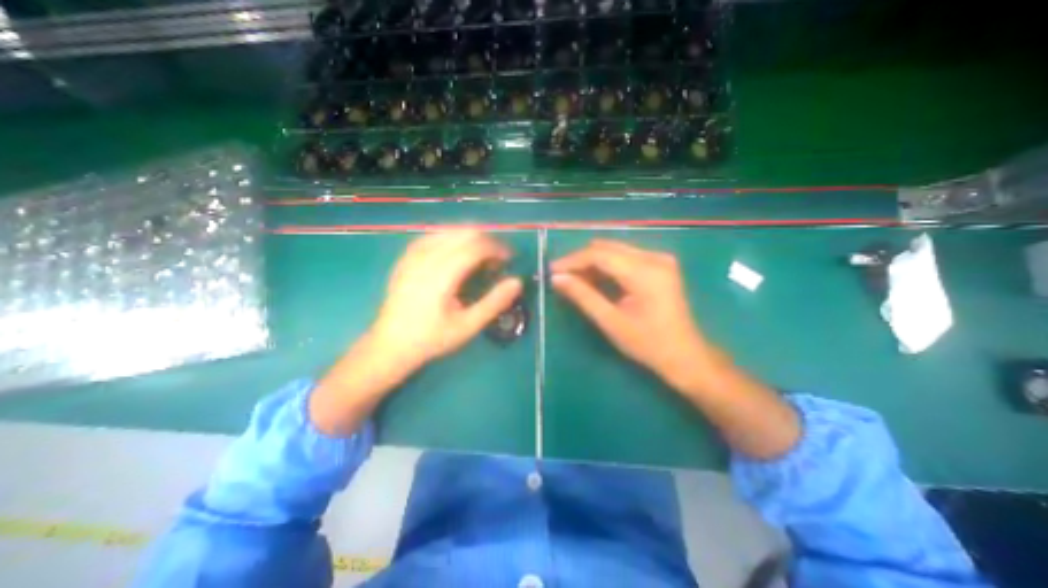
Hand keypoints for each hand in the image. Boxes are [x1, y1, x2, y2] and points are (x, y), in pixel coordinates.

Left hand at [311, 230, 523, 434]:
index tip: (509, 258)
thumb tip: (517, 281)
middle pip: (463, 233)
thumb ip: (494, 302)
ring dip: (470, 238)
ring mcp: (412, 255)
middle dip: (486, 241)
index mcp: (442, 275)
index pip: (476, 246)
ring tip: (479, 257)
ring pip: (448, 231)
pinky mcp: (406, 258)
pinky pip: (432, 236)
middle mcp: (426, 258)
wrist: (390, 344)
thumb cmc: (432, 338)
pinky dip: (450, 239)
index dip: (497, 248)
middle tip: (497, 259)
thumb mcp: (467, 326)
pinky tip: (455, 253)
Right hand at [553, 240, 798, 458]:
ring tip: (574, 281)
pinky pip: (625, 258)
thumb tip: (557, 278)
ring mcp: (659, 259)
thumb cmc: (648, 344)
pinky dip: (607, 267)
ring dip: (592, 263)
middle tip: (561, 277)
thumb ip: (583, 296)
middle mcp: (654, 257)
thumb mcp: (611, 321)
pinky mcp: (659, 265)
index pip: (600, 254)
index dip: (572, 260)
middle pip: (607, 248)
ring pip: (615, 251)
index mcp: (645, 272)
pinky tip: (594, 280)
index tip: (552, 270)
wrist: (685, 355)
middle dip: (581, 261)